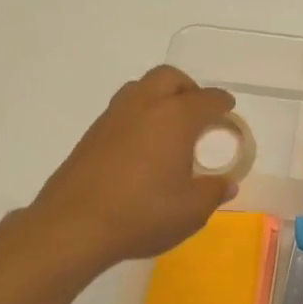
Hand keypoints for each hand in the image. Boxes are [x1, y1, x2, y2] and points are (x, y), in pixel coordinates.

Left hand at [32, 66, 237, 270]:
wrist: (74, 225)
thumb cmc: (143, 214)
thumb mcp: (192, 210)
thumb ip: (214, 191)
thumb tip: (226, 183)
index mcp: (175, 118)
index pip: (206, 99)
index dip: (222, 103)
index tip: (228, 109)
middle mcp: (144, 106)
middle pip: (170, 78)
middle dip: (189, 88)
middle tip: (199, 112)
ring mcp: (113, 117)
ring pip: (141, 88)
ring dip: (160, 97)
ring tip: (170, 127)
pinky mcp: (92, 134)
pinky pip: (122, 110)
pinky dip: (139, 116)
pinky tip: (143, 146)